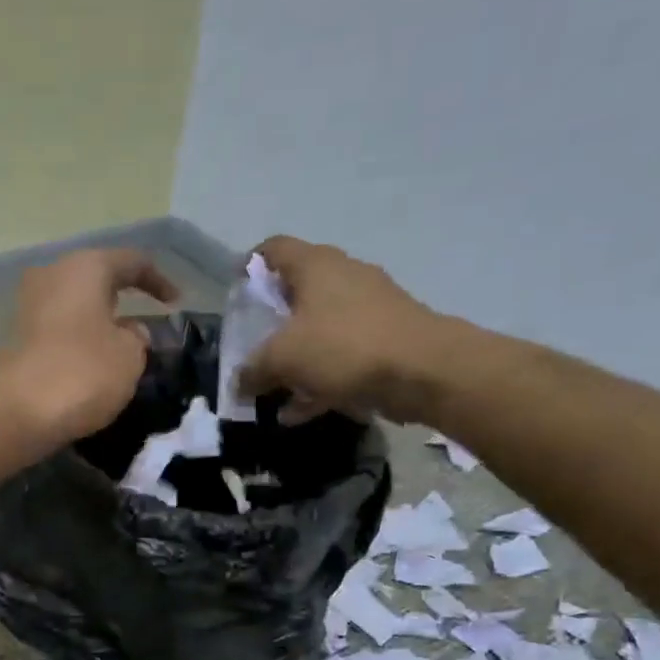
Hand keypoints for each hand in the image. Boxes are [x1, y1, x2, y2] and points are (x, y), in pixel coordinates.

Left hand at [0, 248, 177, 444]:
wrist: (19, 411)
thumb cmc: (84, 372)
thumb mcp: (130, 355)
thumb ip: (137, 337)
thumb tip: (127, 331)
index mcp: (85, 267)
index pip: (131, 262)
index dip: (158, 281)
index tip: (175, 303)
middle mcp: (52, 275)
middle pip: (95, 280)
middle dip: (120, 300)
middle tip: (143, 323)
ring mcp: (28, 305)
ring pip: (74, 306)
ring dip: (96, 322)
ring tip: (118, 348)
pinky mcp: (15, 338)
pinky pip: (57, 330)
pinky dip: (76, 341)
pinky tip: (89, 364)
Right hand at [240, 235, 465, 423]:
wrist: (423, 370)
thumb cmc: (344, 347)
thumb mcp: (282, 359)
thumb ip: (253, 369)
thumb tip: (239, 382)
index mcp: (315, 265)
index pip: (273, 249)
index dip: (249, 266)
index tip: (235, 293)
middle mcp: (343, 276)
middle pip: (296, 293)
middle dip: (270, 324)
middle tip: (251, 349)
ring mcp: (369, 307)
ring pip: (319, 329)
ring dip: (294, 359)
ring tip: (272, 392)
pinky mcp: (385, 338)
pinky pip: (340, 356)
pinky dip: (318, 378)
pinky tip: (300, 411)